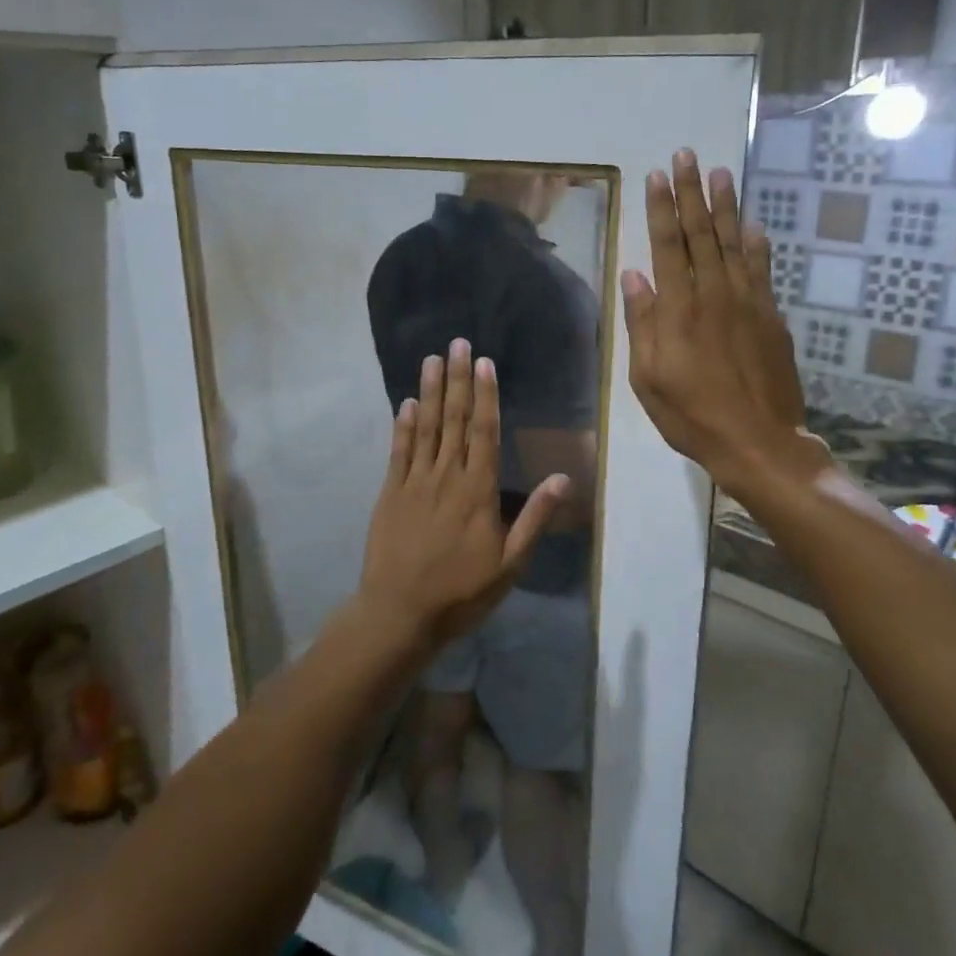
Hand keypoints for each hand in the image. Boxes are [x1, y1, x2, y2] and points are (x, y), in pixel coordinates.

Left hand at [356, 339, 569, 646]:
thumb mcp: (510, 563)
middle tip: (456, 343)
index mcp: (478, 490)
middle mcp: (446, 476)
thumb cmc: (462, 591)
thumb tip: (564, 478)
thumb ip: (534, 518)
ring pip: (425, 428)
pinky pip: (399, 452)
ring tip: (432, 360)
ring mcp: (415, 482)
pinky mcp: (391, 494)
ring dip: (430, 391)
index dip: (485, 395)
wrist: (400, 613)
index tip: (483, 362)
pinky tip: (407, 403)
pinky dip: (403, 426)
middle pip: (454, 420)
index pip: (484, 431)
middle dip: (457, 380)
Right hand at [622, 150, 825, 497]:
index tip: (657, 175)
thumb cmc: (692, 415)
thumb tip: (634, 277)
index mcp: (679, 309)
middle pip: (701, 234)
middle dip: (692, 193)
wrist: (758, 441)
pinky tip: (753, 225)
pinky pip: (762, 270)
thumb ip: (643, 324)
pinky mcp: (771, 316)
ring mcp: (748, 303)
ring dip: (726, 206)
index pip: (667, 246)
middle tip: (687, 156)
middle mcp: (714, 294)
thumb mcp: (648, 378)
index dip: (661, 208)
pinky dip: (757, 244)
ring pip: (734, 243)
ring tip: (721, 173)